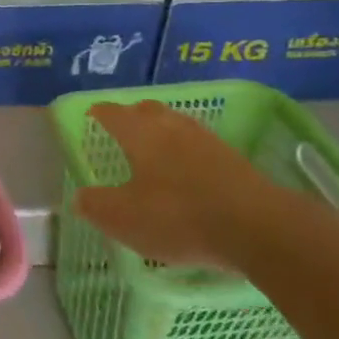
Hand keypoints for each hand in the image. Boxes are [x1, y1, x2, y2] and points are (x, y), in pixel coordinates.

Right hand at [73, 101, 314, 269]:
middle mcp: (172, 128)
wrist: (259, 228)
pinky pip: (200, 147)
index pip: (113, 113)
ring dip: (163, 132)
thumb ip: (96, 205)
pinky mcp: (235, 161)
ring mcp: (208, 142)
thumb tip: (79, 196)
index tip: (91, 115)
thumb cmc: (179, 216)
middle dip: (132, 115)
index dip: (100, 113)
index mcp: (140, 134)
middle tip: (122, 128)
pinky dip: (187, 153)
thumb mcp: (124, 218)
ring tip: (154, 150)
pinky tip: (188, 173)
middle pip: (148, 111)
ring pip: (177, 126)